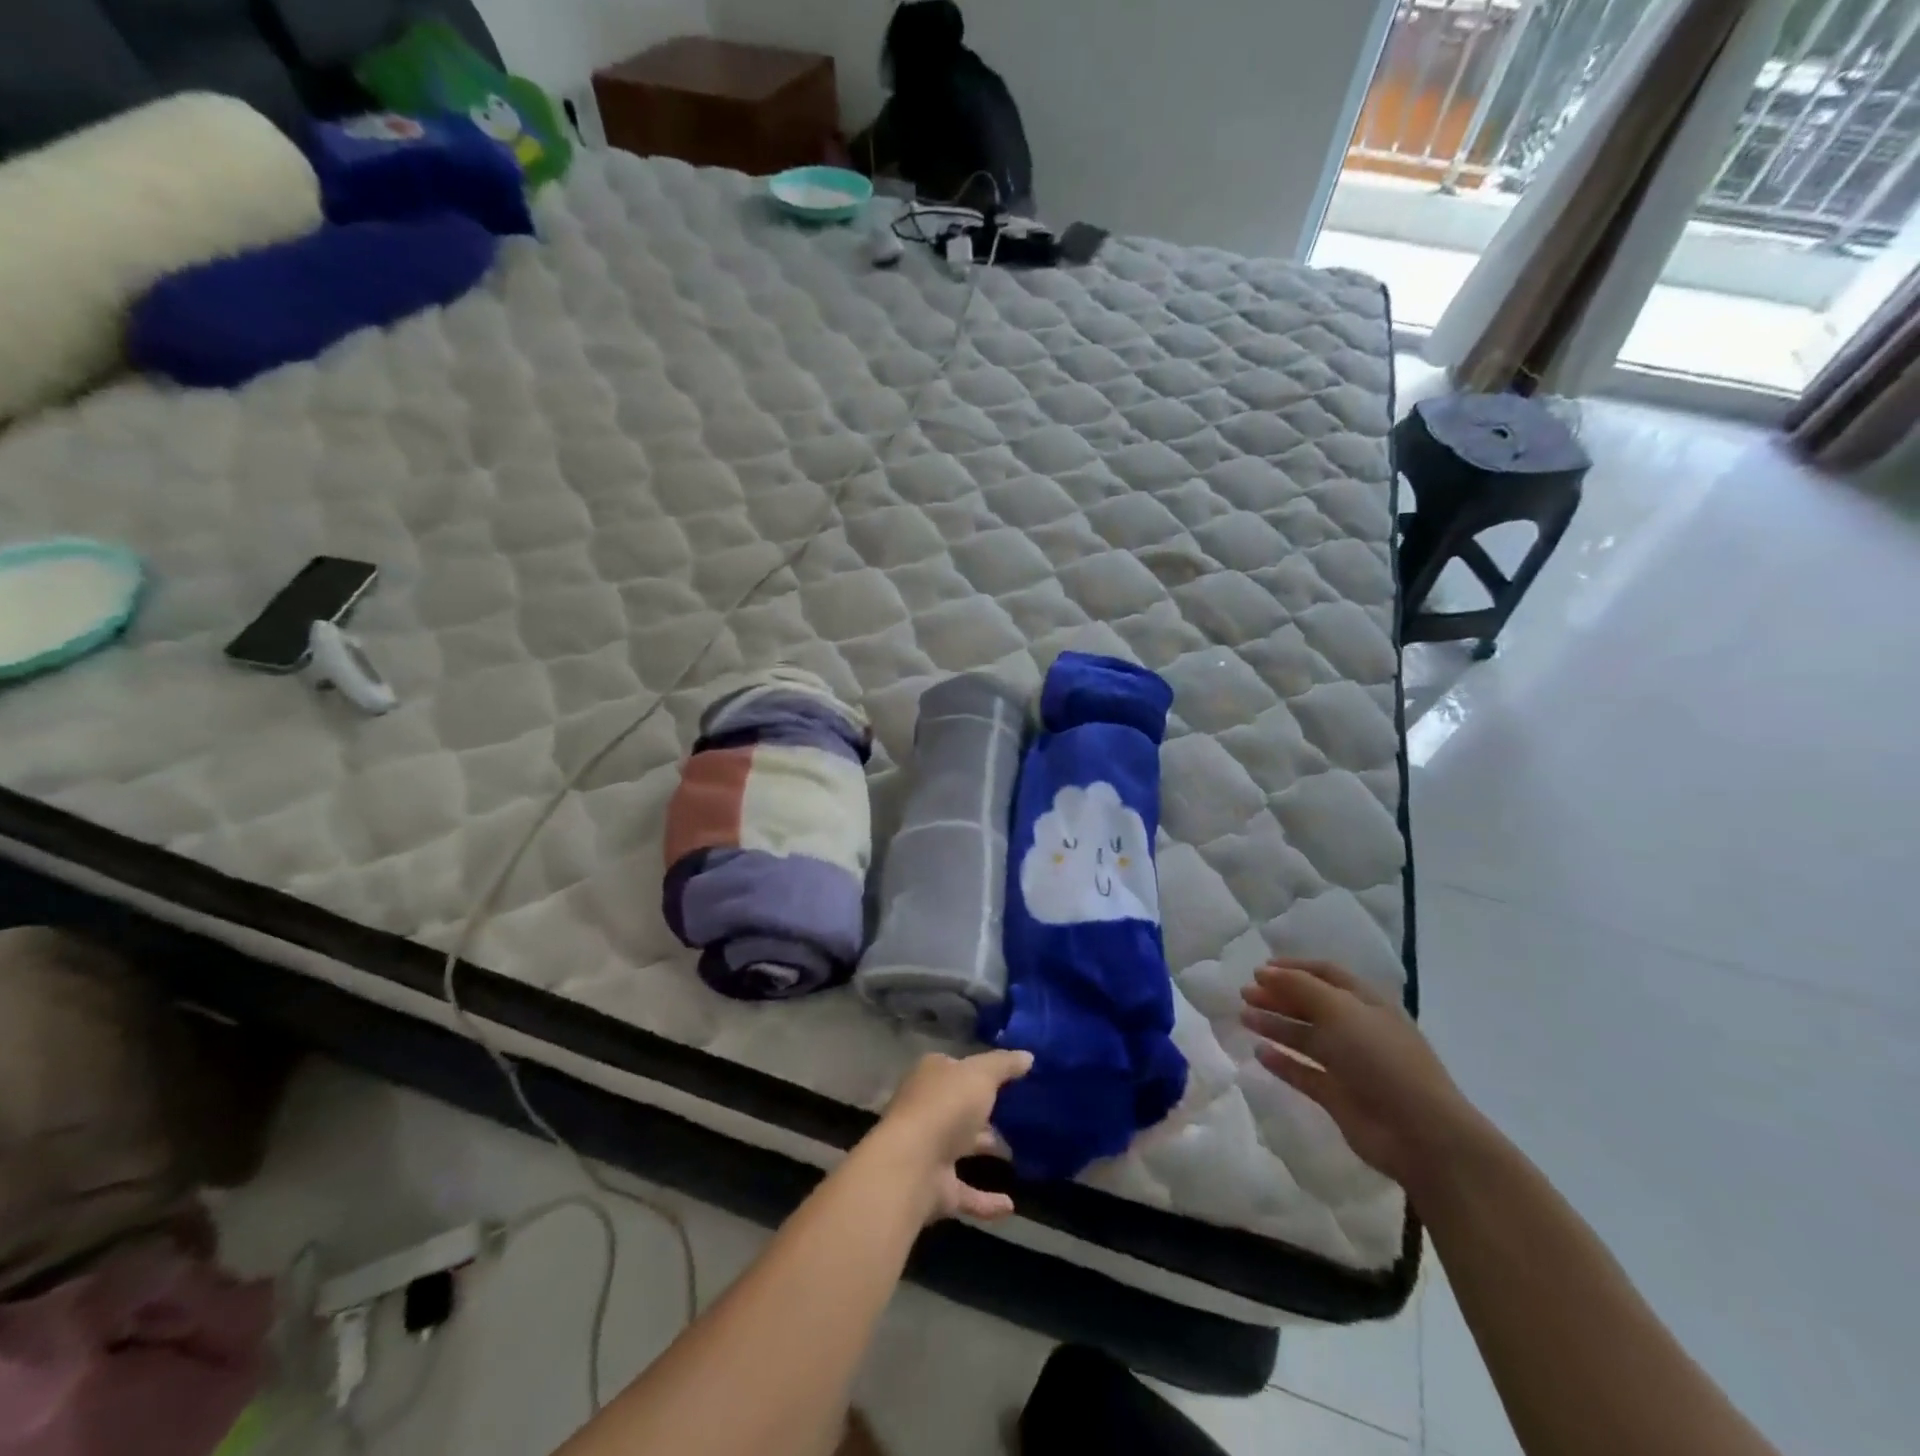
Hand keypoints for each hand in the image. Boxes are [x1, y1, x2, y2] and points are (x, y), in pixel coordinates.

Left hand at [864, 1050, 1032, 1222]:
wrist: (911, 1165)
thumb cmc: (946, 1107)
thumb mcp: (981, 1074)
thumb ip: (1004, 1064)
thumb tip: (1027, 1056)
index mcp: (932, 1076)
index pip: (956, 1067)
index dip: (979, 1070)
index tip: (1009, 1077)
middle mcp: (927, 1109)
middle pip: (960, 1107)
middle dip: (985, 1111)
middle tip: (1021, 1114)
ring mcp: (929, 1149)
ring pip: (962, 1146)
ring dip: (987, 1149)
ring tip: (1019, 1154)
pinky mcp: (935, 1187)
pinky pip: (966, 1193)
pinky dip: (986, 1201)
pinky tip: (1011, 1205)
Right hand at [1240, 958, 1481, 1189]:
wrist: (1419, 1133)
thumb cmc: (1381, 1058)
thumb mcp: (1340, 1010)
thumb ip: (1299, 987)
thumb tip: (1264, 972)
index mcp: (1366, 1003)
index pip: (1326, 974)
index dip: (1293, 968)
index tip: (1259, 970)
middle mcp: (1357, 1029)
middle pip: (1311, 1005)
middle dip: (1278, 996)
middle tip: (1244, 994)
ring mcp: (1348, 1064)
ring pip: (1305, 1038)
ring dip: (1275, 1025)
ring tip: (1244, 1018)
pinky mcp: (1338, 1096)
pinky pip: (1304, 1073)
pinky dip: (1282, 1063)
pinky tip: (1259, 1054)